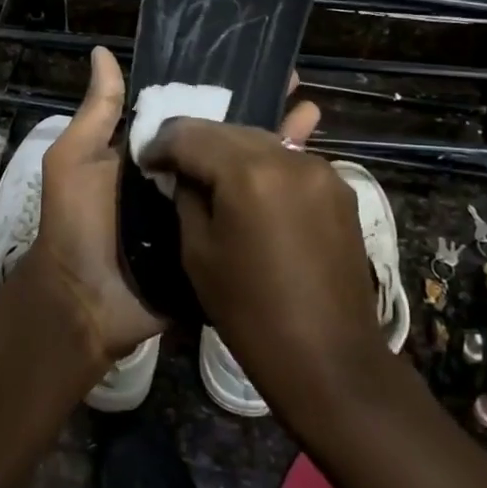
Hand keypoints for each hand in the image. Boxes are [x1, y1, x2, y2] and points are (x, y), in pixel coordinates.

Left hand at [17, 48, 322, 371]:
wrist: (86, 304)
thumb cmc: (75, 225)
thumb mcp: (74, 161)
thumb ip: (96, 113)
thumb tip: (102, 51)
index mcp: (151, 155)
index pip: (191, 115)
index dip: (219, 91)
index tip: (253, 64)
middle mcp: (180, 179)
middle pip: (224, 143)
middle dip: (258, 115)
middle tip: (297, 87)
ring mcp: (202, 214)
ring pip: (242, 177)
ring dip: (274, 149)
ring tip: (312, 116)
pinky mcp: (217, 245)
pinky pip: (246, 219)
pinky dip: (274, 201)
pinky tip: (310, 173)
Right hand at [139, 120, 381, 413]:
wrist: (328, 357)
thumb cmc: (250, 311)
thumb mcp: (198, 252)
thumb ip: (188, 198)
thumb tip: (185, 174)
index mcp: (248, 172)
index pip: (191, 135)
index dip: (163, 144)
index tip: (146, 160)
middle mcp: (289, 158)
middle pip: (230, 130)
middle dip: (197, 141)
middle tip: (173, 163)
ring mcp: (321, 170)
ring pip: (263, 141)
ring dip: (232, 151)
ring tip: (210, 174)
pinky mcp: (340, 189)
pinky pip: (290, 162)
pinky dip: (264, 166)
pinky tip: (251, 184)